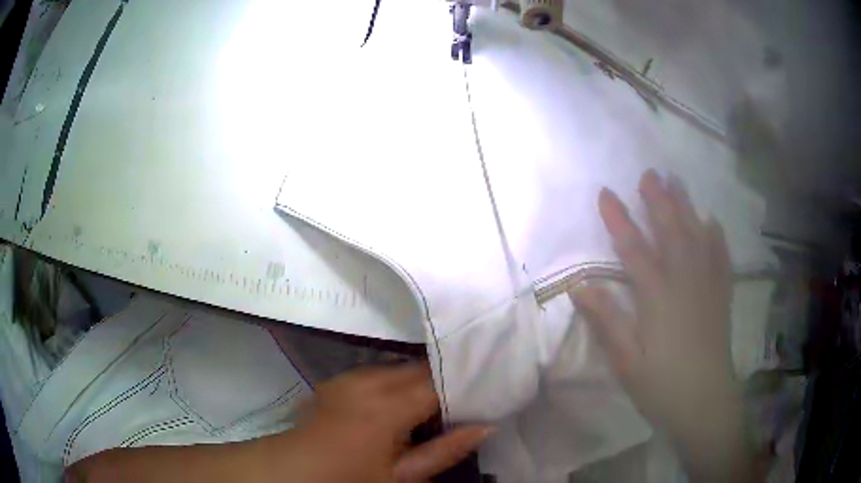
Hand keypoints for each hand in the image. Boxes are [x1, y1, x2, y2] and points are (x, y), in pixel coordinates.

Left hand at [280, 364, 491, 482]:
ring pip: (400, 367)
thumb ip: (444, 451)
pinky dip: (396, 382)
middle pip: (418, 369)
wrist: (296, 469)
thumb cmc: (351, 479)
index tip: (483, 394)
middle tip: (461, 404)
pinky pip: (379, 372)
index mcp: (385, 407)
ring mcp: (349, 375)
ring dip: (418, 382)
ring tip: (431, 407)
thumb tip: (486, 426)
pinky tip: (399, 404)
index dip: (464, 386)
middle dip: (442, 382)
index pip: (438, 382)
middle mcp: (367, 380)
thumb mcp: (401, 476)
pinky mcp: (340, 378)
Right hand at [569, 170, 755, 481]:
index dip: (618, 219)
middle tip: (649, 173)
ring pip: (697, 236)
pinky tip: (712, 221)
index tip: (605, 192)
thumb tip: (579, 286)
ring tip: (677, 182)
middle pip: (670, 231)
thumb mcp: (626, 361)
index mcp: (657, 296)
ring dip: (686, 207)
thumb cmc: (661, 385)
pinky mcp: (721, 295)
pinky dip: (716, 236)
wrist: (705, 402)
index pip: (633, 248)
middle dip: (658, 200)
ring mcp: (707, 285)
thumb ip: (606, 321)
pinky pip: (720, 256)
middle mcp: (684, 281)